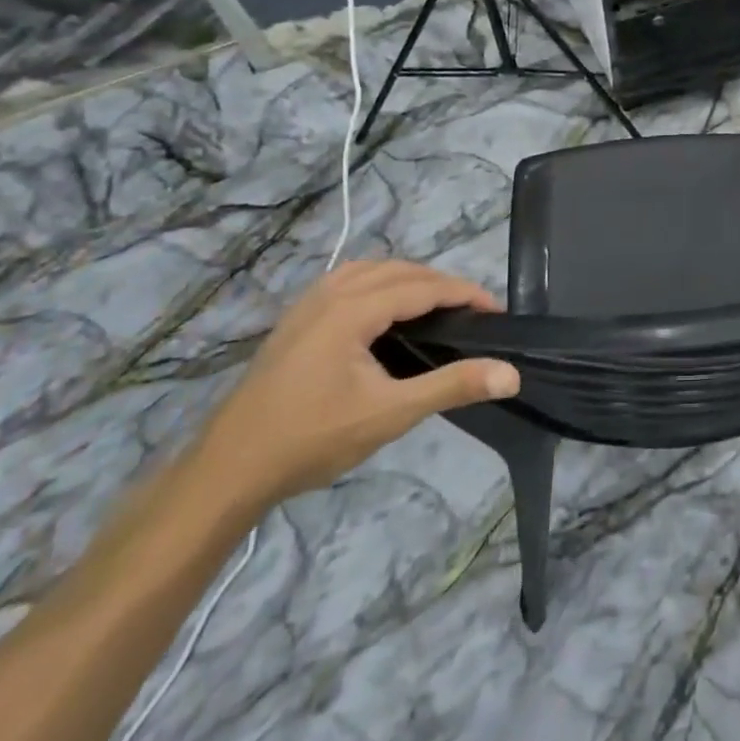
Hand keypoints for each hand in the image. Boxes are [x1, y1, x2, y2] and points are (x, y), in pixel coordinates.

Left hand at [196, 261, 518, 507]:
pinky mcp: (294, 321)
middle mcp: (329, 294)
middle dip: (440, 283)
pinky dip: (378, 283)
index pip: (423, 286)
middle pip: (398, 270)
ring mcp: (306, 305)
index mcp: (352, 308)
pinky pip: (347, 281)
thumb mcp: (390, 414)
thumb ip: (453, 386)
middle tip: (471, 312)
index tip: (496, 312)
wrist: (228, 470)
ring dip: (408, 279)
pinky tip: (382, 312)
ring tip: (434, 305)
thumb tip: (511, 374)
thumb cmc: (312, 438)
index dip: (464, 293)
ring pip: (369, 270)